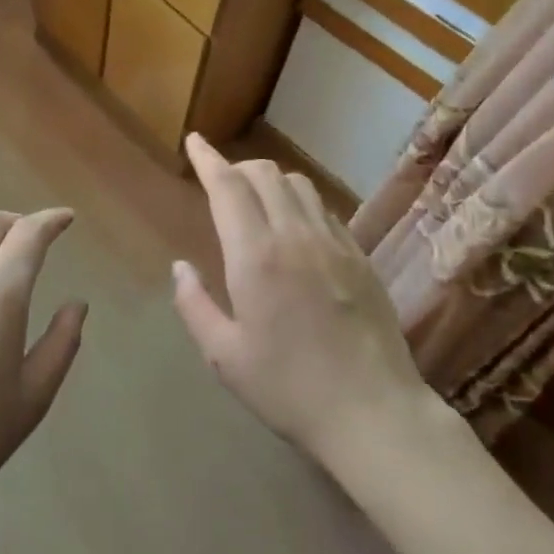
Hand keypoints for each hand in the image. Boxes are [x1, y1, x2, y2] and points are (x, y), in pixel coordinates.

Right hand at [172, 134, 431, 467]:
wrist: (374, 413)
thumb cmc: (289, 388)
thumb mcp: (225, 356)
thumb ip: (195, 305)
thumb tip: (179, 267)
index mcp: (256, 256)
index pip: (228, 186)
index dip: (208, 158)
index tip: (195, 141)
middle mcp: (295, 235)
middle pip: (264, 173)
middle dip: (237, 167)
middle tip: (220, 183)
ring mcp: (334, 242)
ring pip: (299, 184)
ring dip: (270, 180)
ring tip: (256, 203)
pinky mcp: (360, 256)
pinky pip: (325, 209)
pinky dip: (301, 203)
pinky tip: (296, 230)